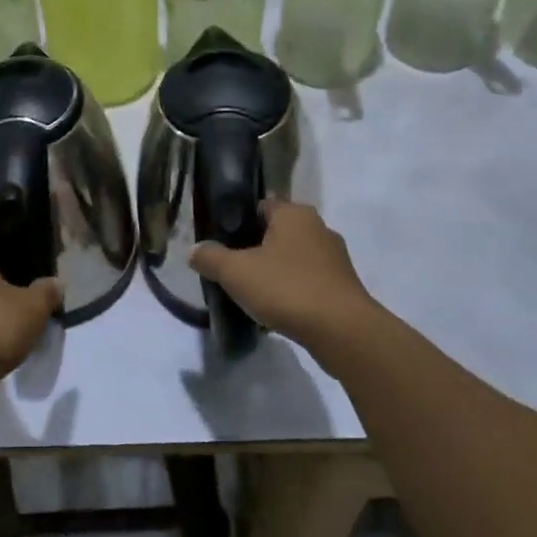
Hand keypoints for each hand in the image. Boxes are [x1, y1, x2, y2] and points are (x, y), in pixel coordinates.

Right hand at [190, 199, 378, 355]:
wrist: (343, 332)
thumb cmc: (287, 288)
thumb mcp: (236, 272)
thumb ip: (210, 257)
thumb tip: (193, 250)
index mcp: (294, 213)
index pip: (260, 205)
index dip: (238, 221)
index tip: (221, 241)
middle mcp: (318, 227)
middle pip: (277, 232)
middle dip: (255, 248)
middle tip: (232, 268)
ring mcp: (335, 257)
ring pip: (294, 257)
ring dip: (275, 270)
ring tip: (253, 292)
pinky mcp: (343, 286)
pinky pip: (309, 280)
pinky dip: (293, 289)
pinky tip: (278, 309)